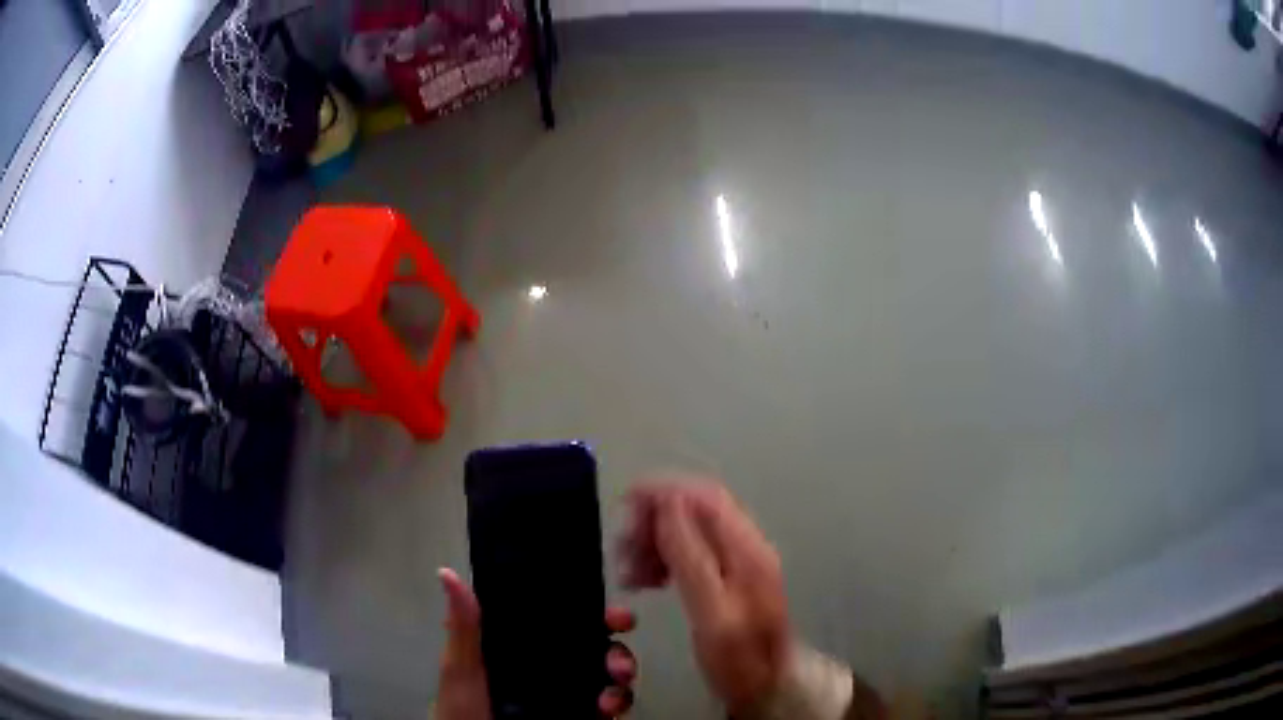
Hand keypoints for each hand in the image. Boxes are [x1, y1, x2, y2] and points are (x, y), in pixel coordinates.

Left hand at [433, 568, 637, 719]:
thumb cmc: (463, 706)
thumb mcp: (461, 667)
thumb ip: (465, 626)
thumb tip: (446, 572)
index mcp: (525, 646)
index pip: (565, 621)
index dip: (594, 612)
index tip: (614, 615)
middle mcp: (552, 666)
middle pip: (597, 646)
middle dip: (618, 648)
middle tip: (617, 659)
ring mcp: (569, 693)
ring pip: (610, 674)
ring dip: (622, 672)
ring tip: (617, 680)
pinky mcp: (582, 717)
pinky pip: (612, 705)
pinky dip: (619, 702)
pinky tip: (607, 708)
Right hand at [620, 481, 791, 715]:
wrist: (767, 686)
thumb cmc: (739, 658)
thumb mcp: (712, 614)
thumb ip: (691, 558)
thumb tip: (669, 505)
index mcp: (747, 549)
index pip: (704, 496)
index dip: (663, 491)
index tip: (626, 505)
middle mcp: (745, 546)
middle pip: (694, 509)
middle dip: (653, 521)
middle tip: (624, 550)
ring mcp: (738, 561)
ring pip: (689, 530)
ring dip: (655, 541)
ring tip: (631, 571)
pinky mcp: (727, 577)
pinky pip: (690, 552)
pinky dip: (663, 558)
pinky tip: (648, 578)